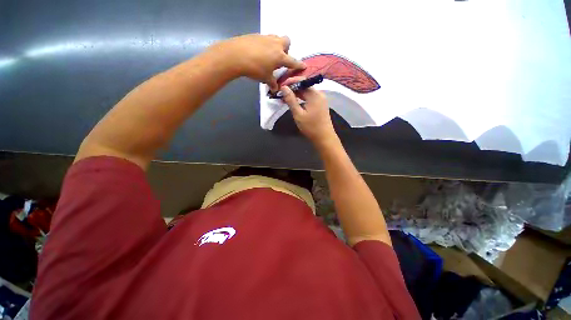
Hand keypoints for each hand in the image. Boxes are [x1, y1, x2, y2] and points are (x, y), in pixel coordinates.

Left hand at [210, 34, 305, 91]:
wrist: (236, 55)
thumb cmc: (254, 69)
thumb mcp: (265, 78)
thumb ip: (272, 83)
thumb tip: (275, 89)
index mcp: (280, 56)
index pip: (293, 61)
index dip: (299, 65)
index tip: (304, 66)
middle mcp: (275, 45)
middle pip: (287, 41)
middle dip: (286, 49)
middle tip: (280, 58)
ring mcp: (266, 38)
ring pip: (276, 38)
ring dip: (276, 45)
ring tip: (270, 55)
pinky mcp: (256, 36)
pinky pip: (265, 39)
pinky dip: (266, 45)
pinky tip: (259, 53)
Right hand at [280, 76, 336, 144]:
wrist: (324, 138)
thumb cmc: (311, 127)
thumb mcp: (298, 114)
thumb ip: (291, 100)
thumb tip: (284, 87)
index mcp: (314, 94)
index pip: (301, 81)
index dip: (290, 82)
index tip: (280, 86)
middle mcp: (319, 94)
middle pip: (304, 86)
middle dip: (292, 88)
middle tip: (281, 93)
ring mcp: (321, 99)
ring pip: (306, 92)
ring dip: (296, 94)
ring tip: (285, 98)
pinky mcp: (320, 105)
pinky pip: (310, 97)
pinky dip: (302, 98)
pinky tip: (295, 102)